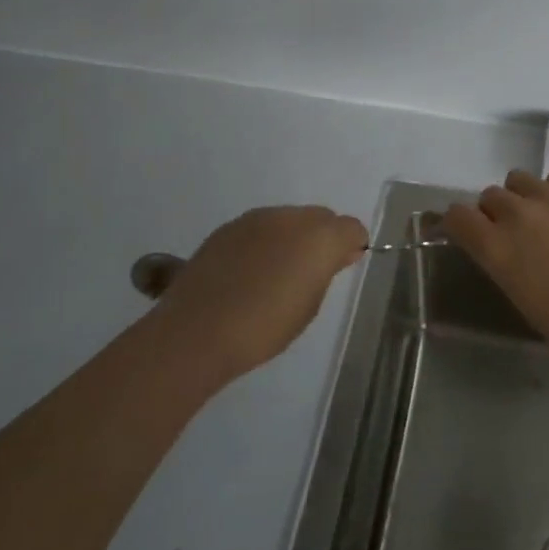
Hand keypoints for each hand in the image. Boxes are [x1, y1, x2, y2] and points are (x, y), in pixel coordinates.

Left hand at [161, 206, 368, 382]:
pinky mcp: (228, 227)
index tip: (340, 269)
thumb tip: (339, 253)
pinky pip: (260, 228)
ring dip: (292, 239)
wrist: (196, 331)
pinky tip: (248, 272)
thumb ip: (327, 272)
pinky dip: (264, 243)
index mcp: (320, 237)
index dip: (351, 246)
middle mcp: (292, 217)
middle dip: (322, 238)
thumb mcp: (309, 306)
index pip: (352, 228)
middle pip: (321, 218)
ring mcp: (257, 218)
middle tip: (309, 273)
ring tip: (275, 274)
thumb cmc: (264, 328)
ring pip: (289, 219)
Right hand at [443, 171, 548, 353]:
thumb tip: (497, 245)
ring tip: (538, 213)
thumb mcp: (516, 294)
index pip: (456, 215)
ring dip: (521, 195)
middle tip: (511, 230)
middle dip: (494, 211)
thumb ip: (500, 260)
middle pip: (489, 195)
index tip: (464, 230)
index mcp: (495, 246)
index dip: (456, 221)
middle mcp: (515, 214)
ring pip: (518, 179)